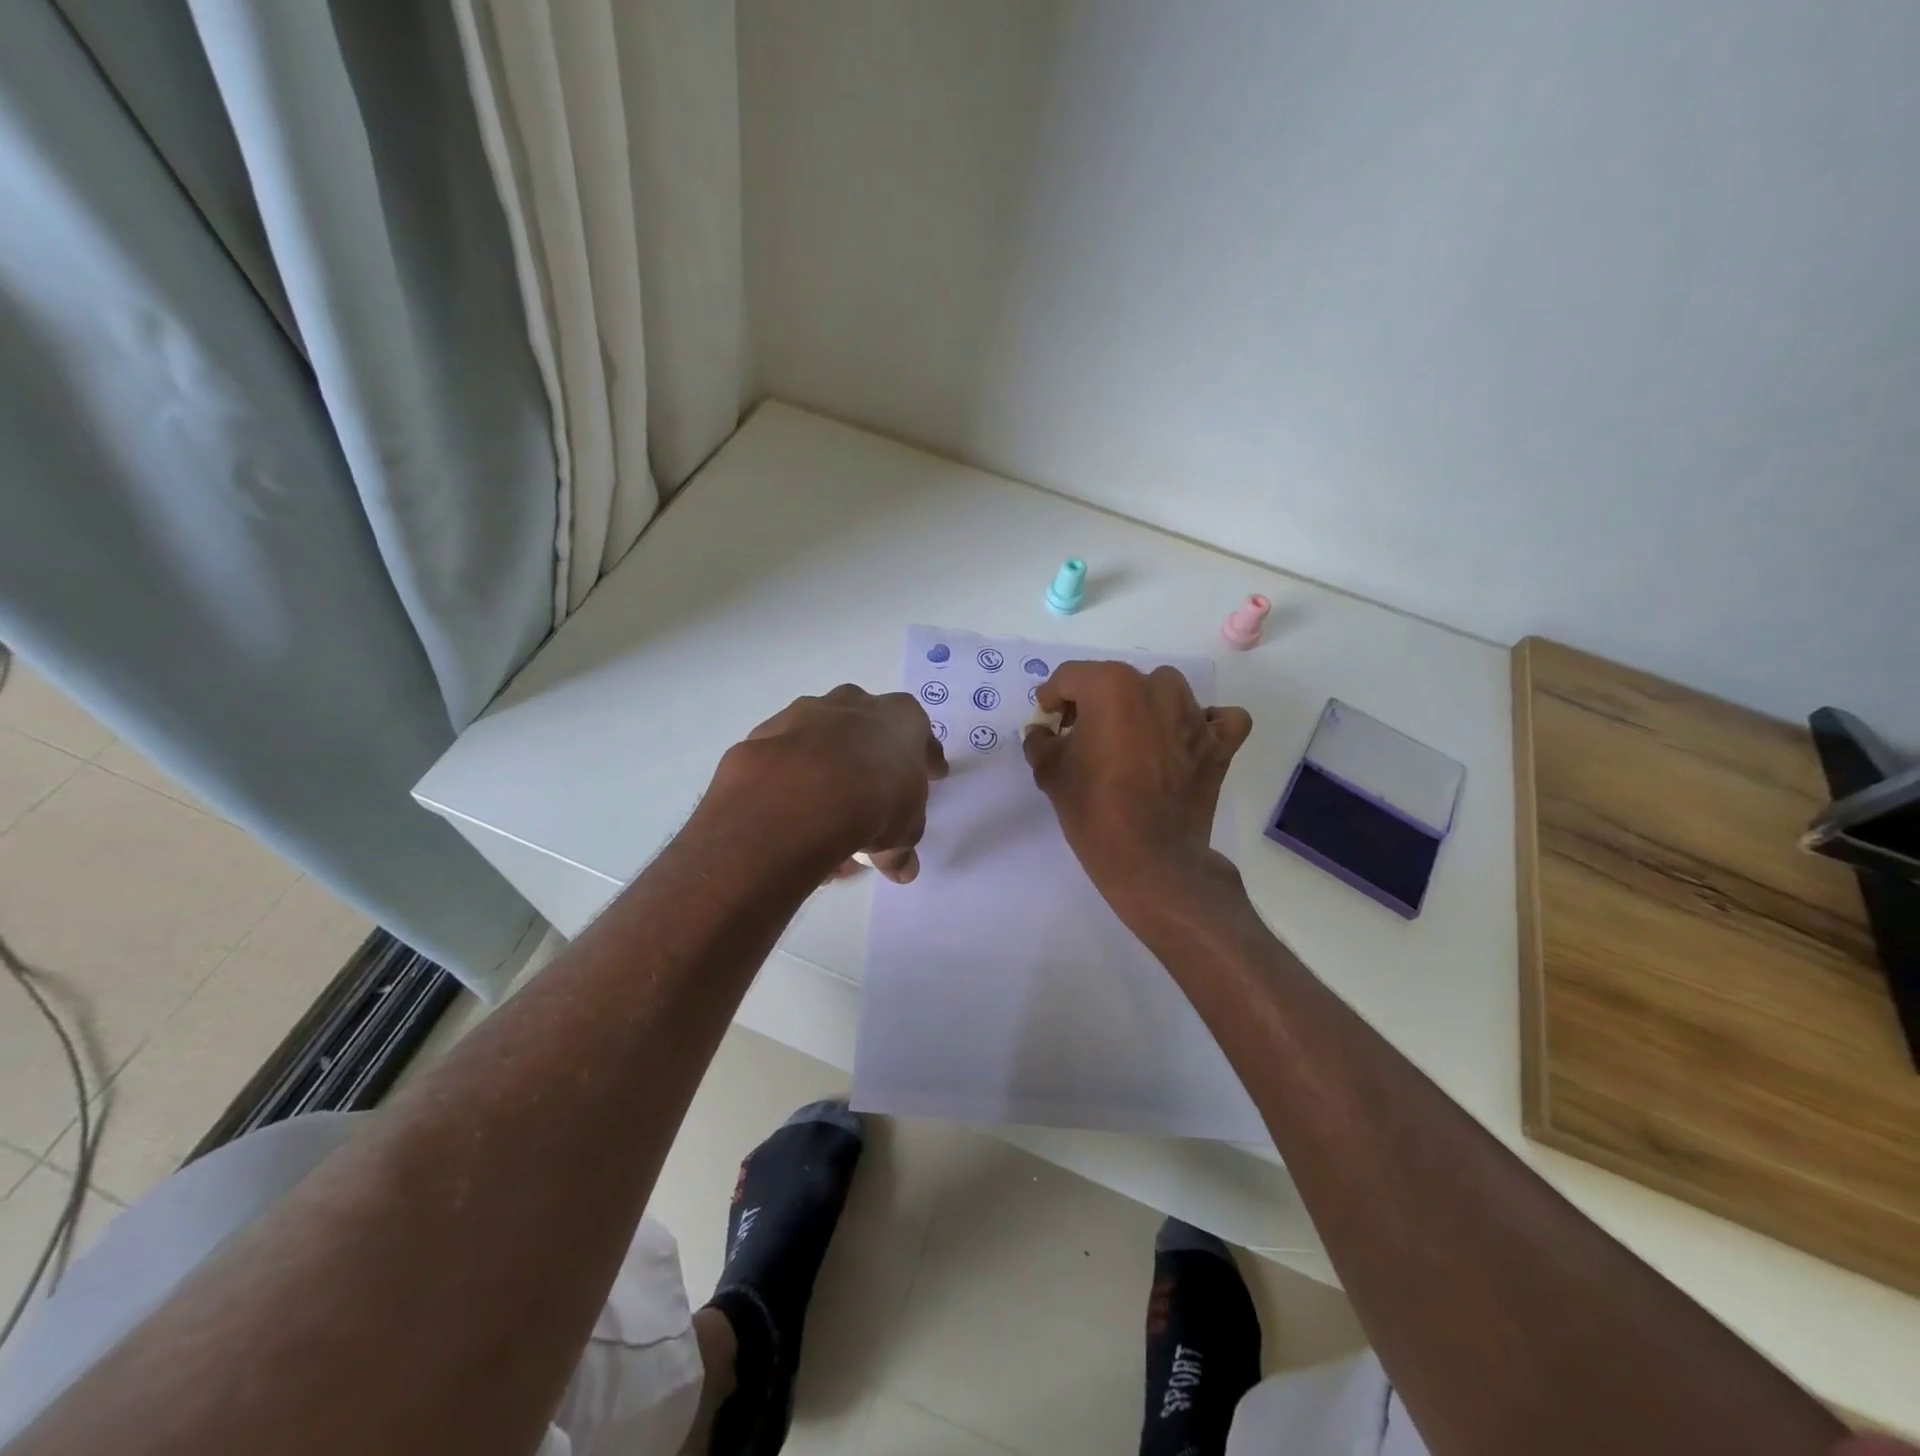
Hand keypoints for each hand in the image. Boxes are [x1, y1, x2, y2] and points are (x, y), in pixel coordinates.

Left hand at [718, 684, 948, 882]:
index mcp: (900, 717)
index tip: (932, 774)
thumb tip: (902, 868)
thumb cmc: (875, 802)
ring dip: (826, 766)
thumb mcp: (903, 831)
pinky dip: (791, 779)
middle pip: (867, 725)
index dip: (926, 757)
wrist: (800, 795)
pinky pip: (787, 757)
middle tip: (873, 788)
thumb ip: (902, 846)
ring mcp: (806, 712)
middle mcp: (854, 703)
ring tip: (825, 813)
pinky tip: (792, 814)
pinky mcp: (767, 732)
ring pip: (821, 739)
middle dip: (870, 753)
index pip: (920, 732)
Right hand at [1022, 661, 1252, 912]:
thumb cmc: (1094, 811)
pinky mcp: (1219, 744)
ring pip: (1165, 690)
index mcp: (1111, 686)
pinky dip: (1202, 725)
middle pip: (1115, 681)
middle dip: (1094, 703)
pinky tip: (1183, 742)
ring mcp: (1194, 715)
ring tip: (1130, 740)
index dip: (1052, 699)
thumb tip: (1042, 730)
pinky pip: (1217, 719)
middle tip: (1081, 738)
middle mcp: (1157, 688)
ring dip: (1144, 706)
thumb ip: (1040, 741)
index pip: (1071, 677)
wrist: (1151, 862)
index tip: (1049, 724)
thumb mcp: (1050, 772)